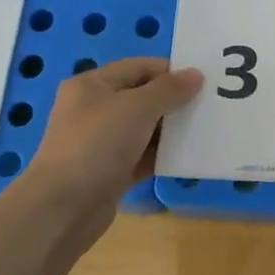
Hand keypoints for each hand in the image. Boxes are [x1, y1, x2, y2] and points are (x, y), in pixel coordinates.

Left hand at [24, 57, 203, 209]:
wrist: (63, 208)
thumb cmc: (98, 144)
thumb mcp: (137, 107)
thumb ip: (169, 89)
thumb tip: (196, 74)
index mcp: (92, 85)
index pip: (138, 67)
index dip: (171, 71)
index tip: (205, 80)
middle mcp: (94, 110)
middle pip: (142, 97)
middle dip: (175, 101)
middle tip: (210, 105)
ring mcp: (101, 143)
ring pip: (144, 129)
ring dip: (172, 130)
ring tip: (207, 130)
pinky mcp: (109, 172)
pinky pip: (142, 156)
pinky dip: (163, 155)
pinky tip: (188, 157)